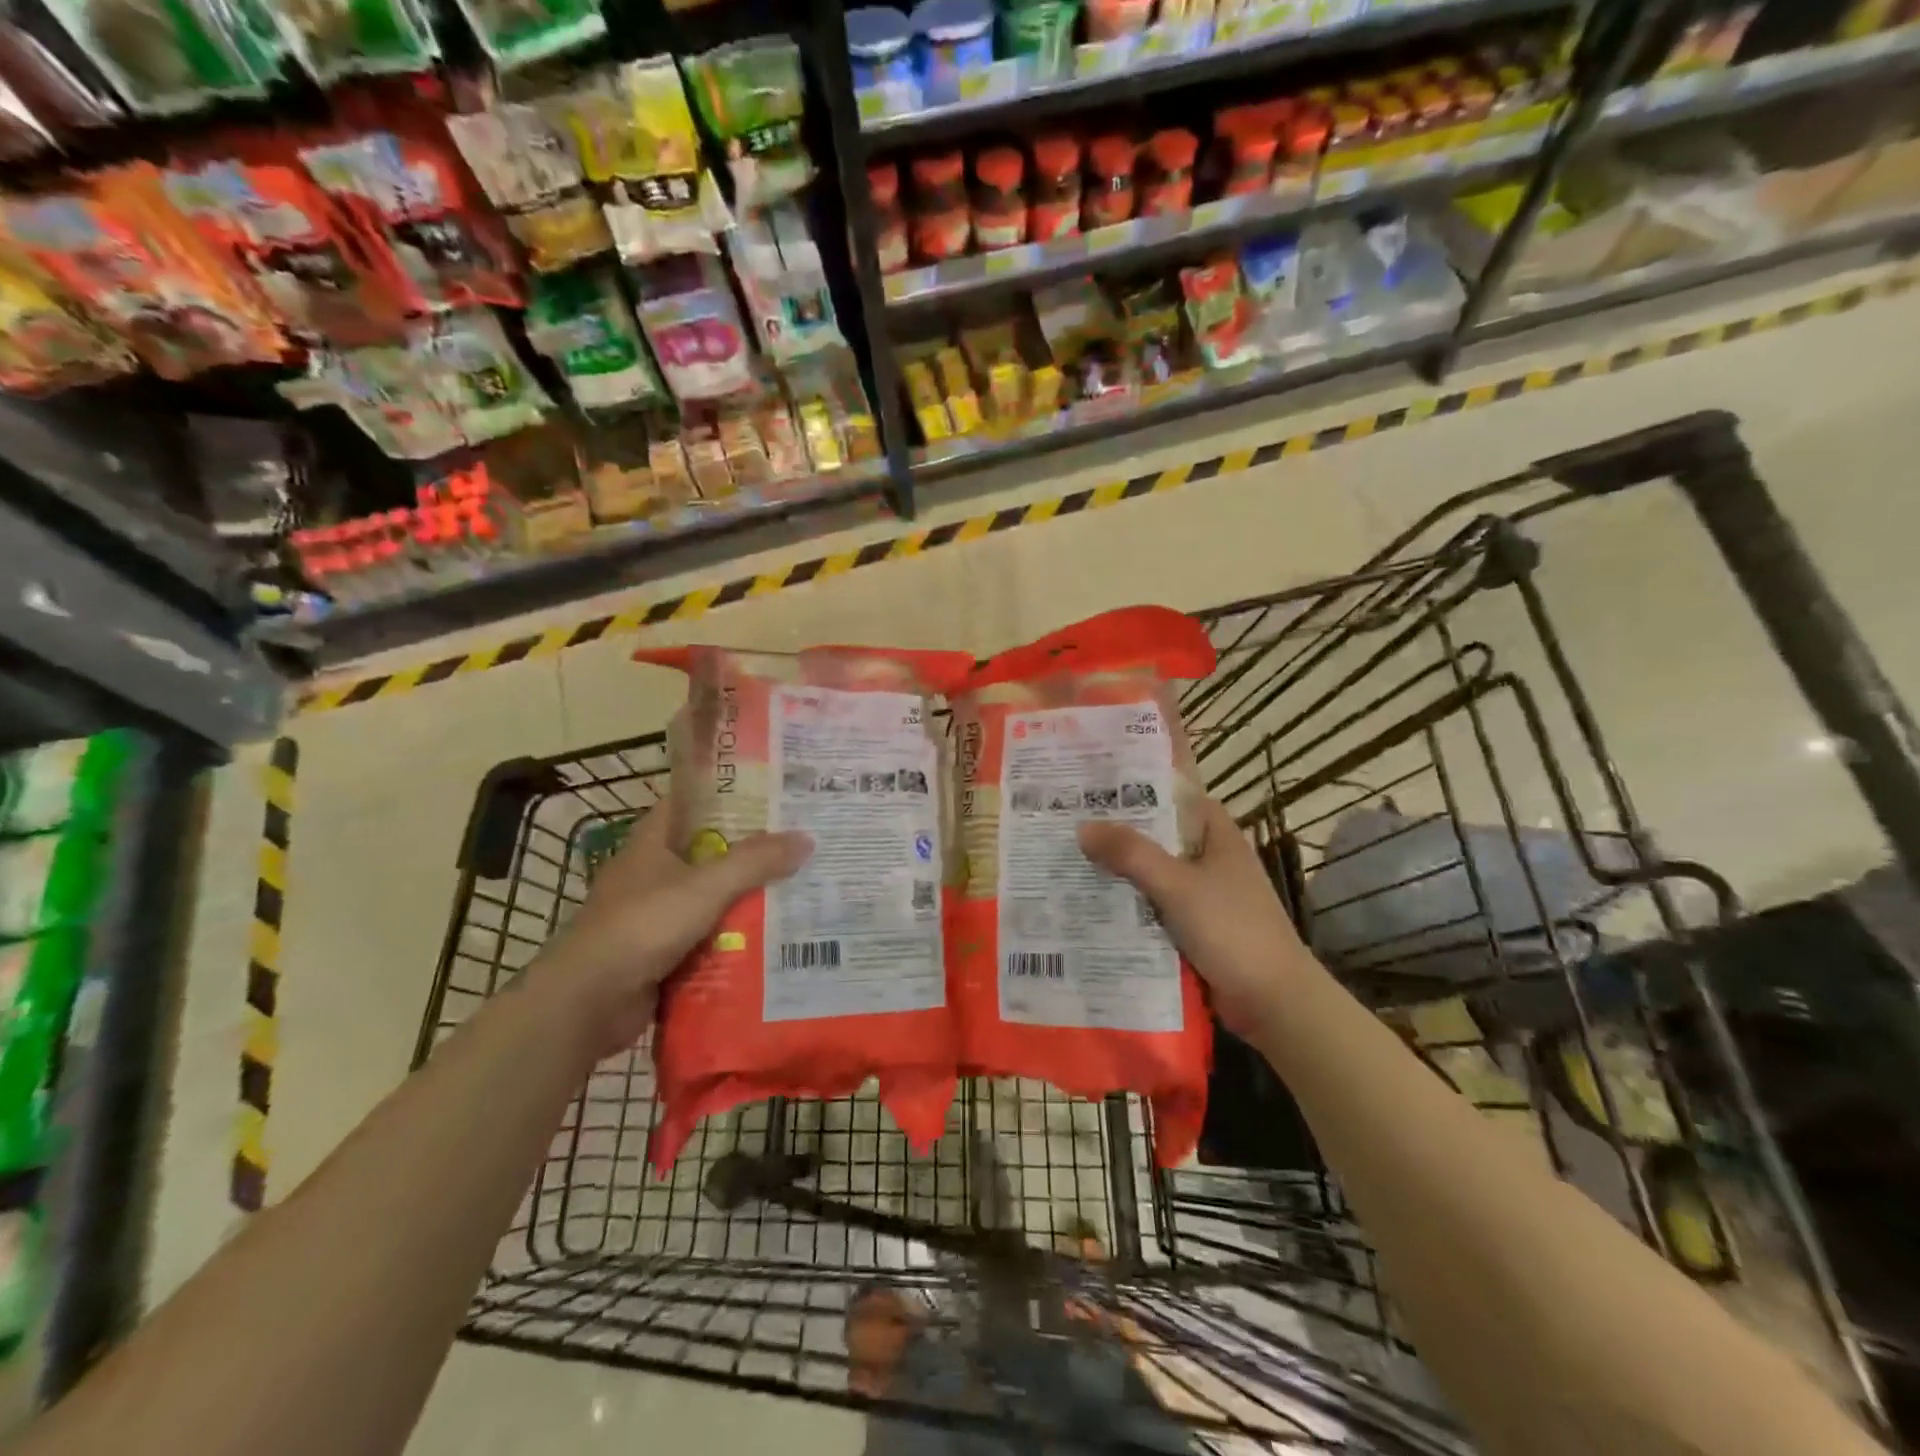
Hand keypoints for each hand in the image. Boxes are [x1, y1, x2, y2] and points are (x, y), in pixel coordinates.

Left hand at [534, 801, 810, 1058]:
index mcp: (651, 844)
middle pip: (708, 853)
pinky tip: (773, 940)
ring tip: (798, 891)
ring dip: (747, 900)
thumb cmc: (642, 926)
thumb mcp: (705, 886)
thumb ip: (755, 862)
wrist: (588, 1002)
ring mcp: (655, 917)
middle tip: (800, 846)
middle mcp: (652, 874)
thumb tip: (806, 839)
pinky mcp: (661, 954)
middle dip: (750, 852)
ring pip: (711, 899)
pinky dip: (734, 940)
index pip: (690, 804)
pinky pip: (707, 939)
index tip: (771, 794)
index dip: (727, 795)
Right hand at [1078, 797, 1311, 1038]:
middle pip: (1156, 835)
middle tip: (1064, 821)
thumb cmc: (1233, 930)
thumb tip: (1082, 827)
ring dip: (1117, 870)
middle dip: (1116, 831)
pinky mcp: (1192, 926)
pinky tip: (1088, 903)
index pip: (1174, 794)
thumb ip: (1132, 854)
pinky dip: (1126, 904)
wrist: (1273, 1001)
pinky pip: (1151, 905)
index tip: (1093, 783)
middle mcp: (1208, 857)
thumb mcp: (1179, 885)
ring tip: (1064, 858)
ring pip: (1151, 872)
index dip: (1137, 785)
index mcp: (1216, 834)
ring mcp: (1201, 893)